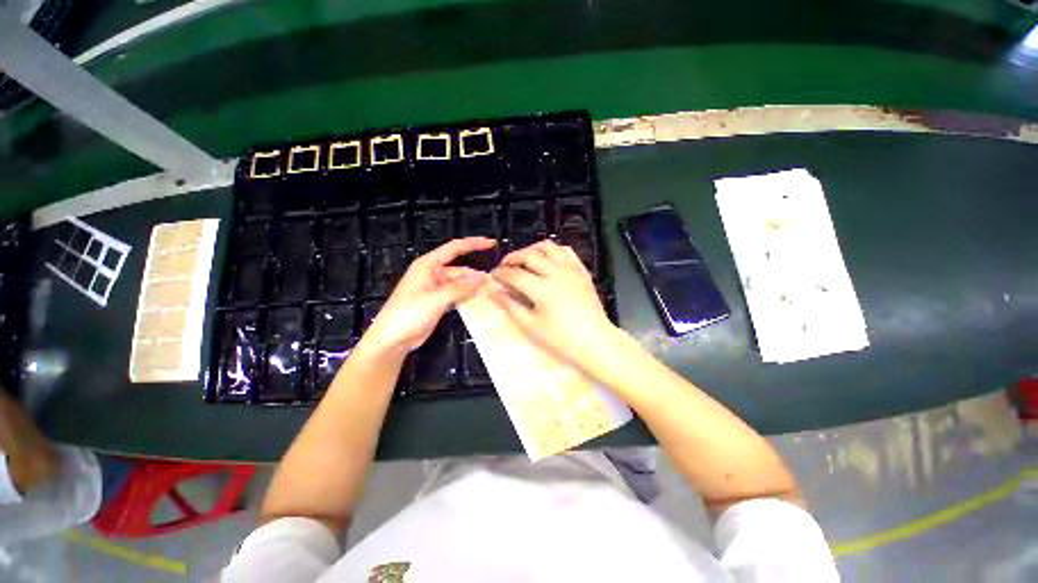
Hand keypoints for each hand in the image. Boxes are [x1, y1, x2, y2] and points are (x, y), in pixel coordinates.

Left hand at [362, 237, 495, 354]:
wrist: (392, 339)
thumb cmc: (410, 313)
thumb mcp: (438, 298)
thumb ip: (462, 288)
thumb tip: (483, 278)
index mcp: (428, 265)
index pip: (454, 248)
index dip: (474, 244)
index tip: (492, 243)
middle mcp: (433, 273)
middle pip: (460, 269)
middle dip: (476, 275)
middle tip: (496, 282)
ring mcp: (435, 288)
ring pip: (459, 284)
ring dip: (472, 288)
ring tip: (491, 292)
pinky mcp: (438, 302)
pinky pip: (456, 295)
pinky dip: (466, 297)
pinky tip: (479, 301)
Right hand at [490, 240, 616, 368]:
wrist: (595, 340)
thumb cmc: (561, 338)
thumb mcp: (531, 325)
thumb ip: (510, 305)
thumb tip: (492, 290)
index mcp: (542, 288)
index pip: (514, 274)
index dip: (500, 273)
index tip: (493, 276)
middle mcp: (556, 272)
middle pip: (529, 255)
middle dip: (512, 258)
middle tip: (504, 267)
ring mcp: (571, 268)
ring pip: (547, 246)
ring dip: (531, 250)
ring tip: (524, 261)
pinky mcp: (581, 270)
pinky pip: (565, 250)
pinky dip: (552, 251)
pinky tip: (546, 260)